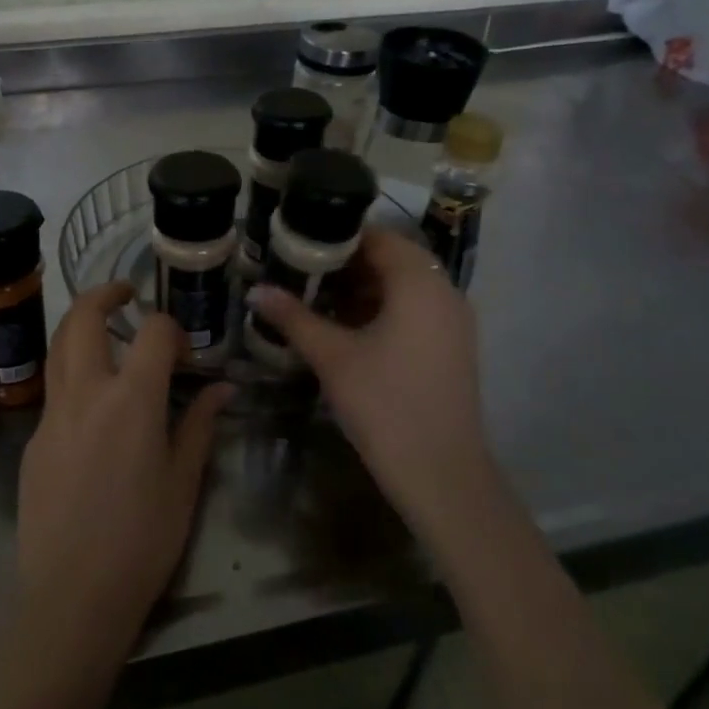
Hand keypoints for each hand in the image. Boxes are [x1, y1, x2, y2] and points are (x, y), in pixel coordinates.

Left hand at [15, 283, 230, 650]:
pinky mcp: (33, 441)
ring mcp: (51, 415)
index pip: (153, 332)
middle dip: (105, 294)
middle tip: (126, 294)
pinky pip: (53, 391)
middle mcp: (85, 393)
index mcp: (131, 399)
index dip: (172, 329)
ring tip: (106, 332)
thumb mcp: (184, 482)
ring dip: (80, 326)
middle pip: (84, 318)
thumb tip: (221, 388)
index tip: (184, 350)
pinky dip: (73, 375)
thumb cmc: (142, 540)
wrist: (72, 595)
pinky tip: (94, 407)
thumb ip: (200, 425)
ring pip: (58, 347)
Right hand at [245, 229, 497, 542]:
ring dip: (364, 288)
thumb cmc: (385, 403)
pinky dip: (383, 309)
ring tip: (317, 298)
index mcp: (419, 282)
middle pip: (393, 260)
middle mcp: (444, 292)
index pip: (379, 237)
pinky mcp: (451, 347)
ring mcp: (453, 321)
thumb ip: (293, 317)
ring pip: (404, 287)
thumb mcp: (333, 356)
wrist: (440, 472)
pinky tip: (347, 328)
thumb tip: (255, 290)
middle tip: (302, 271)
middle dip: (347, 264)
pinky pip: (415, 310)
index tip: (300, 244)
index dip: (338, 236)